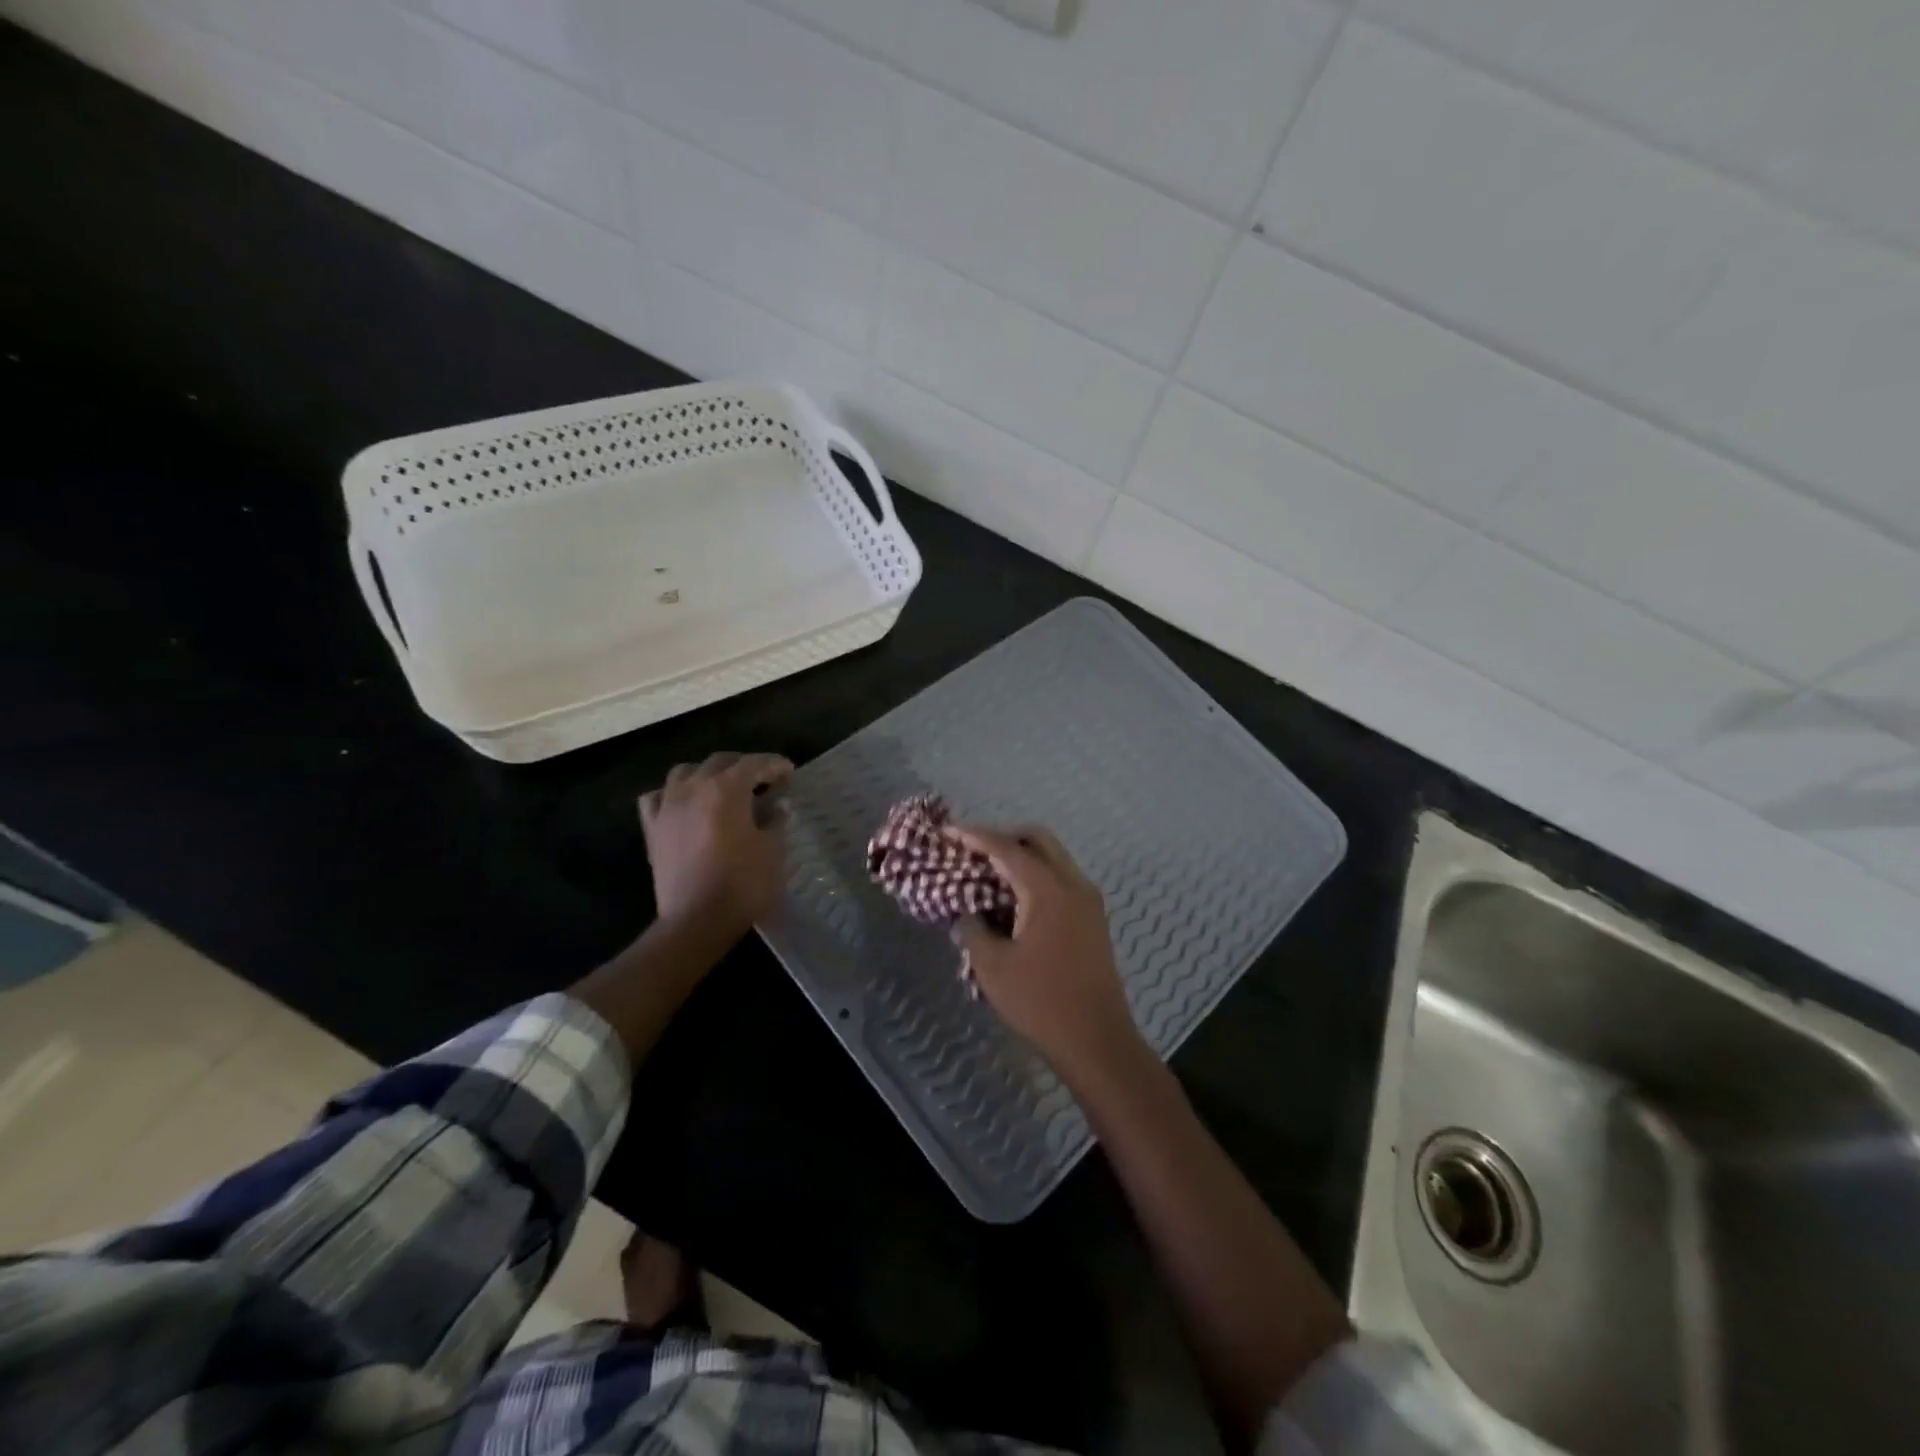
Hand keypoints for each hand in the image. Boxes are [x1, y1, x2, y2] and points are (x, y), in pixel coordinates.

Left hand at [639, 752, 793, 939]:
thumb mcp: (773, 850)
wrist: (696, 920)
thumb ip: (776, 821)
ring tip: (722, 787)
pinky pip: (656, 798)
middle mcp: (693, 788)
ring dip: (707, 774)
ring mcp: (668, 807)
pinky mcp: (652, 829)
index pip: (755, 764)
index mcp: (727, 789)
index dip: (775, 764)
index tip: (789, 772)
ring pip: (685, 772)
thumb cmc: (743, 884)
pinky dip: (671, 794)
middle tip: (762, 780)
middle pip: (720, 762)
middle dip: (744, 766)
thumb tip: (778, 805)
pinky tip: (683, 804)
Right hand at [952, 825, 1144, 1083]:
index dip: (975, 837)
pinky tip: (1013, 899)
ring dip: (1022, 856)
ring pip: (1054, 858)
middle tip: (972, 850)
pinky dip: (1036, 875)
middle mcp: (1074, 884)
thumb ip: (973, 930)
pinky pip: (1062, 879)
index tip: (948, 831)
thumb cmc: (1041, 1002)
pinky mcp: (1093, 919)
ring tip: (989, 874)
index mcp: (1049, 890)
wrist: (1098, 1041)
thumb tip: (967, 912)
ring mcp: (1089, 901)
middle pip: (1038, 840)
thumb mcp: (992, 967)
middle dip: (1003, 837)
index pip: (1007, 849)